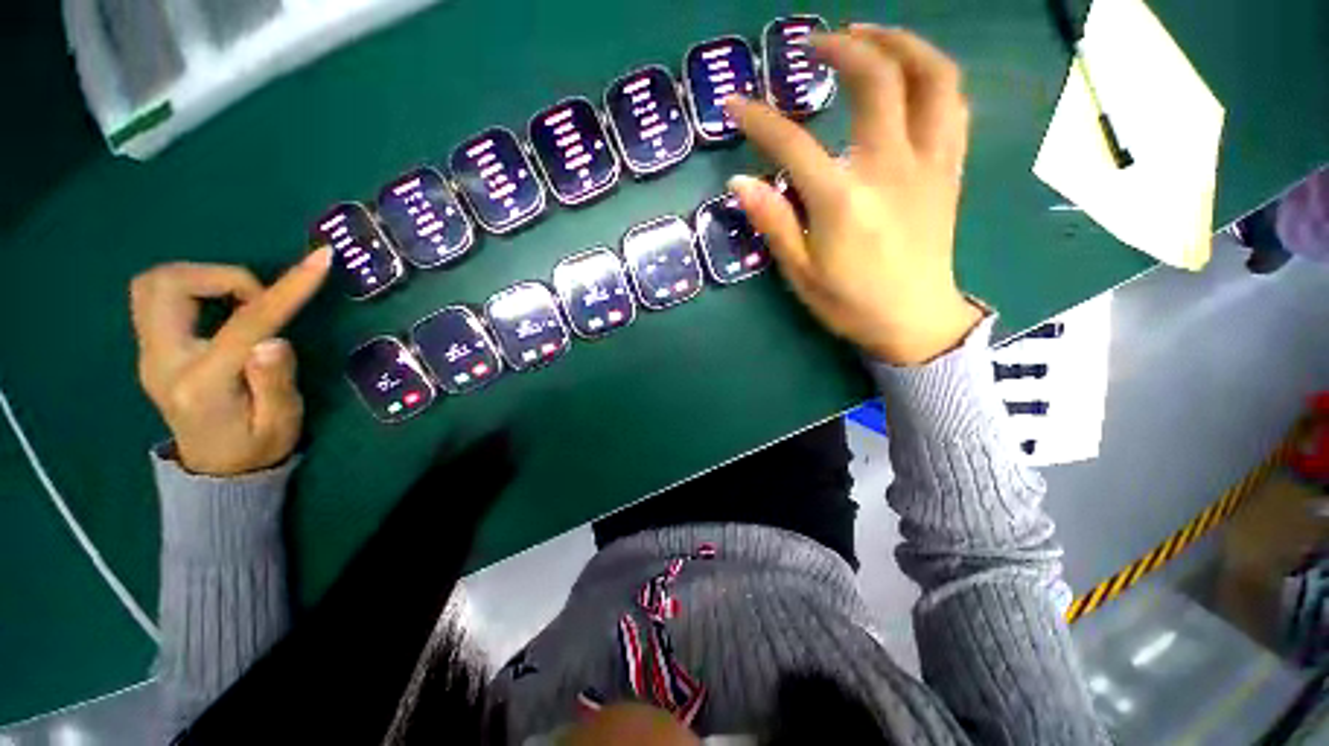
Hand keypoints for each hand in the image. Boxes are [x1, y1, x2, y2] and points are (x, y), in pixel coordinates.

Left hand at [130, 249, 331, 475]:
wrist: (215, 470)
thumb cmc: (256, 449)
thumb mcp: (281, 424)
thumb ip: (277, 382)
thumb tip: (275, 340)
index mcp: (201, 385)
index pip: (243, 323)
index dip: (285, 289)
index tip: (319, 260)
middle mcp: (162, 361)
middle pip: (168, 284)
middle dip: (222, 277)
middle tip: (259, 300)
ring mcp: (149, 353)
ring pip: (155, 283)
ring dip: (203, 279)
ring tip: (241, 304)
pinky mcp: (151, 347)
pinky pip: (157, 296)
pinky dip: (192, 288)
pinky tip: (221, 311)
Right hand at [726, 25, 982, 364]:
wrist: (914, 321)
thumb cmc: (851, 303)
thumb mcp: (801, 274)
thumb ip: (773, 223)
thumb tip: (739, 183)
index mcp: (843, 201)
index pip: (793, 145)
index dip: (759, 120)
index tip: (736, 105)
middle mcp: (891, 168)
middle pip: (877, 79)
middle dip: (842, 47)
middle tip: (815, 43)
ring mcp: (929, 163)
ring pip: (932, 76)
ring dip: (900, 43)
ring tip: (869, 35)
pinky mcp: (949, 169)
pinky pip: (953, 104)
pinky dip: (932, 75)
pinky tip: (911, 74)